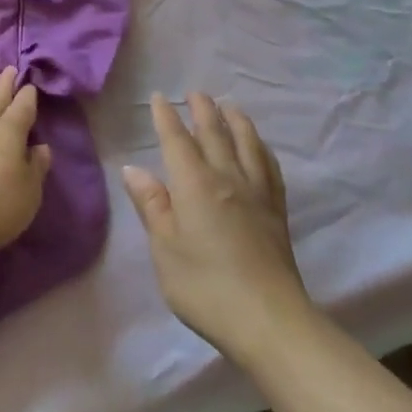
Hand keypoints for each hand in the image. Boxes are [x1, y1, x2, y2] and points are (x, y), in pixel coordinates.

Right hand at [122, 93, 313, 362]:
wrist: (268, 318)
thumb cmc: (205, 285)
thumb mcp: (165, 248)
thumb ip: (152, 206)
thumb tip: (134, 170)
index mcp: (195, 184)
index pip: (177, 141)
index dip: (167, 118)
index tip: (160, 98)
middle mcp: (227, 178)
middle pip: (215, 134)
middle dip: (203, 111)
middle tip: (196, 93)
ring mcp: (256, 193)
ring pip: (247, 144)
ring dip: (236, 121)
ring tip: (230, 106)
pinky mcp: (276, 211)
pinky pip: (269, 166)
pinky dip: (261, 148)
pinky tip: (260, 148)